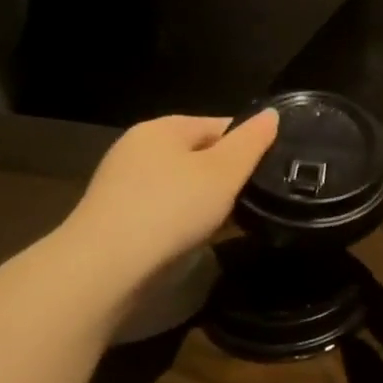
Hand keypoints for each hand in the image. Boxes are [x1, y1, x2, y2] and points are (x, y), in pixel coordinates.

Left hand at [61, 111, 278, 288]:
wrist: (106, 269)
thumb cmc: (171, 207)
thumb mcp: (225, 171)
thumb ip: (252, 141)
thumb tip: (272, 114)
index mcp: (162, 129)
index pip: (220, 125)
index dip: (251, 144)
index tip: (275, 168)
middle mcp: (140, 151)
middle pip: (204, 156)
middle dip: (233, 176)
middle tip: (263, 197)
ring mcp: (128, 188)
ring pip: (189, 187)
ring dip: (216, 202)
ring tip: (244, 220)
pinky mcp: (123, 221)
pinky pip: (172, 212)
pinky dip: (193, 221)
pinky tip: (214, 238)